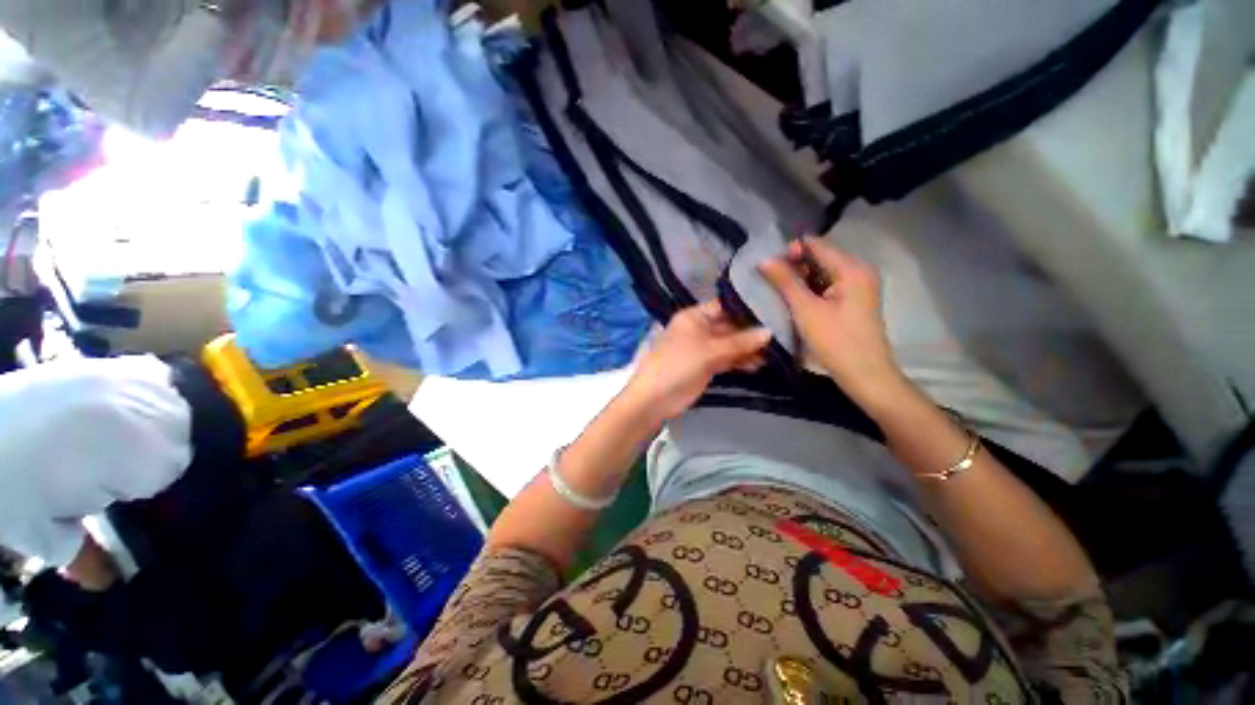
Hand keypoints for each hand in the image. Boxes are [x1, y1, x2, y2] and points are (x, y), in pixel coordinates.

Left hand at [622, 300, 772, 421]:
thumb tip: (769, 331)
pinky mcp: (705, 366)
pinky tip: (758, 364)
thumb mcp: (710, 351)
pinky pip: (726, 359)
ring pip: (729, 344)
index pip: (724, 306)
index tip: (773, 308)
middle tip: (781, 334)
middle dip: (751, 331)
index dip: (746, 308)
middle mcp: (699, 329)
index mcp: (694, 317)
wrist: (655, 398)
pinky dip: (740, 361)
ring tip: (774, 353)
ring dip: (748, 349)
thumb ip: (740, 342)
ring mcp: (702, 348)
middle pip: (729, 326)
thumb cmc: (679, 365)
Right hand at [760, 236, 905, 408]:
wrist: (865, 374)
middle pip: (820, 257)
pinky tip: (794, 300)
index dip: (790, 251)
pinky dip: (810, 289)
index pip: (816, 245)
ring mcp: (857, 286)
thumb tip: (763, 259)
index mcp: (851, 268)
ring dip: (800, 278)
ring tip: (777, 290)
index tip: (767, 265)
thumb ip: (785, 282)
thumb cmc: (835, 341)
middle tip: (769, 280)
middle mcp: (858, 271)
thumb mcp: (805, 309)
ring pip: (822, 272)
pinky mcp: (853, 301)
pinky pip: (827, 285)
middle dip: (794, 265)